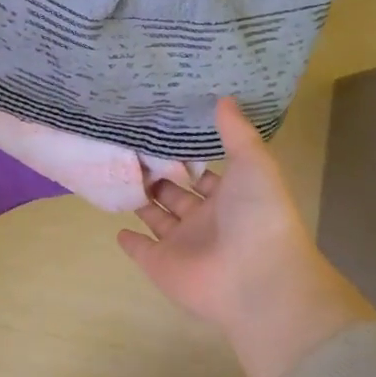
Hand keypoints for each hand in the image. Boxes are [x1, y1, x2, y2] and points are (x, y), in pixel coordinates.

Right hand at [118, 97, 375, 376]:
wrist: (257, 279)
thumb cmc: (258, 217)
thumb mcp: (254, 164)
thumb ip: (236, 132)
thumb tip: (223, 97)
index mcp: (229, 198)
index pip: (204, 175)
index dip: (186, 157)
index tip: (162, 135)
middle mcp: (205, 221)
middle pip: (177, 195)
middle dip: (158, 176)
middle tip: (131, 150)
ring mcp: (182, 245)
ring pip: (157, 219)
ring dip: (142, 201)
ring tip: (118, 175)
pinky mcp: (160, 265)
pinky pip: (141, 250)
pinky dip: (130, 240)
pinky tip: (116, 226)